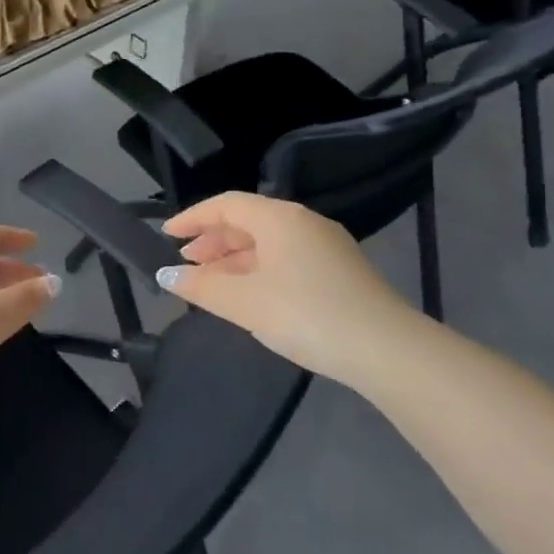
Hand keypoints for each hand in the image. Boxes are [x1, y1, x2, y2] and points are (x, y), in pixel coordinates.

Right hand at [156, 193, 421, 382]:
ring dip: (235, 258)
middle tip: (187, 264)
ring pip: (268, 242)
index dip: (193, 217)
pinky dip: (259, 270)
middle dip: (213, 241)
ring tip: (212, 283)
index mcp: (279, 218)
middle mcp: (303, 222)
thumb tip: (166, 274)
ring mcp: (326, 246)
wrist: (386, 350)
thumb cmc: (306, 314)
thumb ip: (201, 286)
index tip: (167, 235)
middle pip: (248, 221)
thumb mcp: (244, 302)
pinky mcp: (340, 271)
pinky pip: (287, 258)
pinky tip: (252, 296)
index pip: (226, 204)